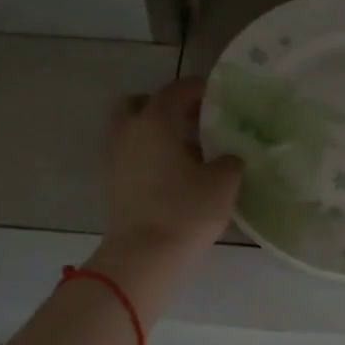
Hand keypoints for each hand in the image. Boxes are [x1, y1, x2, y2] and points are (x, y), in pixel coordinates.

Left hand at [92, 79, 241, 305]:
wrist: (143, 256)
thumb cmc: (185, 211)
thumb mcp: (223, 183)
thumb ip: (230, 161)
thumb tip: (228, 157)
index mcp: (155, 121)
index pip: (176, 90)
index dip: (198, 89)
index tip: (216, 95)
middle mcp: (130, 132)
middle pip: (140, 104)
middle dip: (165, 106)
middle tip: (192, 119)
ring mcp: (116, 159)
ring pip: (133, 131)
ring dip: (156, 133)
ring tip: (188, 150)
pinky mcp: (114, 184)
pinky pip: (132, 155)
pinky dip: (149, 154)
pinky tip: (175, 173)